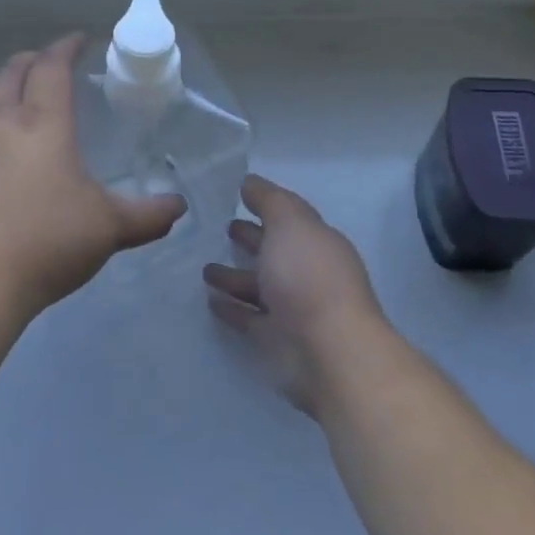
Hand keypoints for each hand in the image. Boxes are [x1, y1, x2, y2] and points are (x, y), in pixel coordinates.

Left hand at [0, 35, 185, 315]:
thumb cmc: (48, 241)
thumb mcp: (109, 228)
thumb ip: (148, 215)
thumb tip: (178, 207)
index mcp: (42, 123)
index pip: (52, 67)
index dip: (67, 47)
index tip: (80, 39)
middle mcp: (1, 125)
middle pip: (11, 73)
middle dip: (32, 60)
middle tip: (49, 62)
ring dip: (5, 92)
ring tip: (23, 105)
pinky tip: (0, 160)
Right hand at [203, 174, 387, 416]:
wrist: (330, 353)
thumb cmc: (310, 277)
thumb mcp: (290, 223)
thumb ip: (269, 200)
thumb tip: (250, 182)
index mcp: (317, 241)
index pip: (290, 217)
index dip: (267, 204)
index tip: (238, 195)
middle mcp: (308, 272)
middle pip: (275, 250)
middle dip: (252, 238)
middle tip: (223, 228)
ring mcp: (295, 308)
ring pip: (260, 286)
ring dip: (235, 276)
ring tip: (204, 268)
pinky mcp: (279, 340)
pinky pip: (250, 317)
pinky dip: (233, 308)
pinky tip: (210, 301)